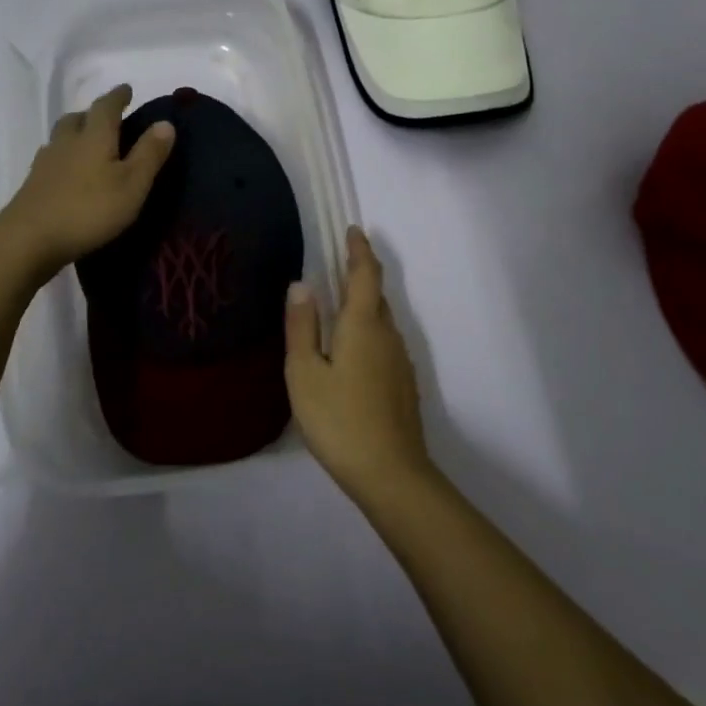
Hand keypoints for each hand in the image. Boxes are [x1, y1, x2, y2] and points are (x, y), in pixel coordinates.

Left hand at [0, 84, 174, 276]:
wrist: (28, 239)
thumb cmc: (89, 209)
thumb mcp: (132, 184)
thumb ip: (149, 153)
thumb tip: (165, 122)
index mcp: (94, 136)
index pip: (106, 106)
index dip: (118, 96)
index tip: (126, 89)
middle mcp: (67, 142)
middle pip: (78, 118)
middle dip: (93, 113)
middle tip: (107, 117)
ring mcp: (46, 162)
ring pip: (61, 136)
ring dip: (76, 132)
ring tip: (88, 142)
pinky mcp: (33, 184)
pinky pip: (51, 158)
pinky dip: (63, 156)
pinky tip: (68, 171)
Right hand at [285, 226, 432, 503]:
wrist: (392, 475)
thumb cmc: (339, 419)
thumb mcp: (305, 373)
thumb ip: (302, 326)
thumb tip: (302, 283)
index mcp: (363, 325)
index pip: (365, 274)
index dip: (359, 250)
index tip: (353, 231)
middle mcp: (387, 335)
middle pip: (375, 296)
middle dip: (360, 275)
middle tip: (337, 266)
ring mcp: (400, 361)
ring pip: (381, 321)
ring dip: (363, 305)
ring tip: (338, 308)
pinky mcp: (403, 385)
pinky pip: (384, 343)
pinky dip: (368, 332)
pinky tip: (352, 353)